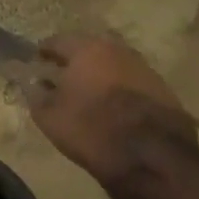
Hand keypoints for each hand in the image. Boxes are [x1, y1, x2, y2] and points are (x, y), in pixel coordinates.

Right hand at [28, 32, 198, 189]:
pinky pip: (134, 82)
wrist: (152, 157)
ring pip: (115, 64)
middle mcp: (117, 51)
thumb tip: (33, 83)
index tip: (37, 60)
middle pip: (91, 48)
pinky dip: (121, 89)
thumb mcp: (49, 116)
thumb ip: (36, 94)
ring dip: (101, 73)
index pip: (58, 41)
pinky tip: (115, 106)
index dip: (45, 50)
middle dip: (76, 59)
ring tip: (90, 91)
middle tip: (63, 73)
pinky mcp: (164, 91)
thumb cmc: (91, 129)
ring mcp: (145, 69)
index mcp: (87, 50)